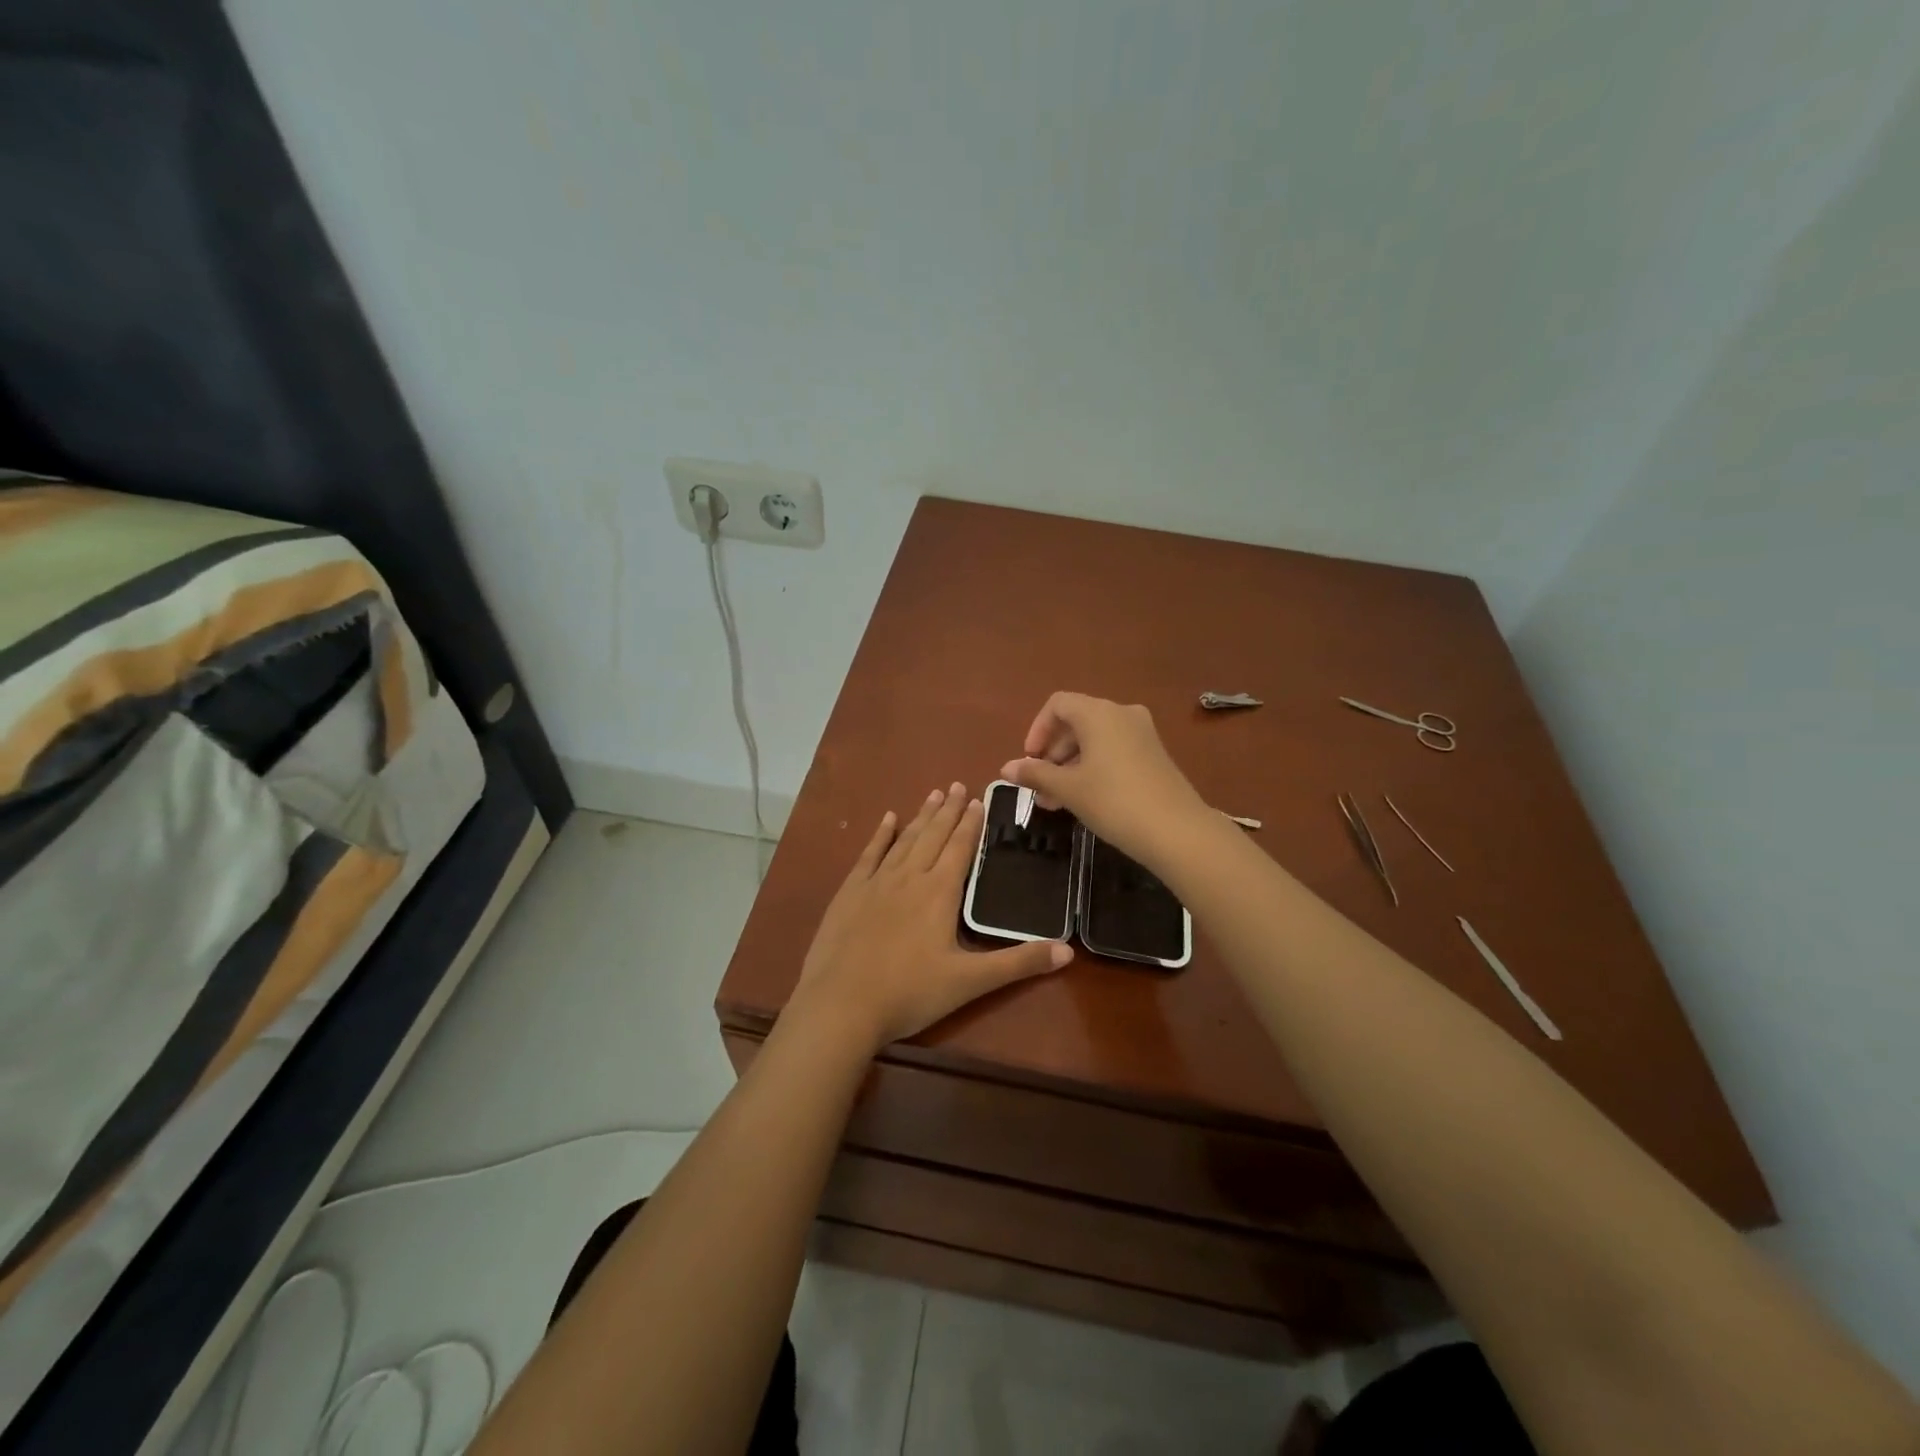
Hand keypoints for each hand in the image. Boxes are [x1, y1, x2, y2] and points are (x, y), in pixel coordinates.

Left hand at [788, 783, 1071, 1054]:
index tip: (978, 799)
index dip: (971, 823)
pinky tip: (888, 819)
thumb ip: (1018, 963)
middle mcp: (909, 877)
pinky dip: (881, 835)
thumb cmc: (910, 993)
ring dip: (921, 816)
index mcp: (939, 893)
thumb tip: (1068, 951)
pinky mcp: (850, 893)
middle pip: (933, 836)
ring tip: (933, 794)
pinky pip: (869, 854)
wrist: (841, 1005)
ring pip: (905, 840)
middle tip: (957, 785)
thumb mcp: (970, 982)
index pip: (960, 848)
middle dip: (948, 810)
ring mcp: (876, 882)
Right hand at [1001, 693, 1210, 870]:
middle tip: (1040, 787)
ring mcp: (1142, 733)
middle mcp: (1122, 713)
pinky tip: (1084, 800)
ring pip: (1094, 740)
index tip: (1029, 761)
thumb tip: (1005, 768)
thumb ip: (1035, 773)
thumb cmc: (1114, 801)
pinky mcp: (1154, 755)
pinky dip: (1093, 768)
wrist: (1177, 831)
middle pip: (1076, 722)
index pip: (1057, 705)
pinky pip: (1113, 751)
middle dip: (1053, 754)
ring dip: (1070, 765)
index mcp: (1098, 713)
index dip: (1037, 730)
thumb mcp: (1068, 788)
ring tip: (1056, 801)